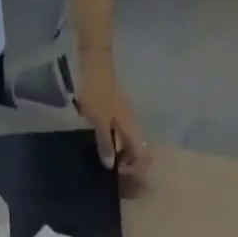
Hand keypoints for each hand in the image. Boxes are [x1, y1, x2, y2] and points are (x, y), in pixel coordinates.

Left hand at [73, 54, 149, 183]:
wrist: (94, 63)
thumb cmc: (96, 92)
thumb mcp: (98, 120)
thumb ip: (105, 143)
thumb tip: (110, 165)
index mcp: (131, 128)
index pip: (143, 155)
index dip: (135, 169)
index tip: (119, 173)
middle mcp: (132, 125)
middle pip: (137, 152)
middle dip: (128, 165)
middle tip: (111, 172)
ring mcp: (125, 118)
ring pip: (128, 144)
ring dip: (120, 156)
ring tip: (105, 163)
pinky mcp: (116, 113)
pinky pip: (120, 136)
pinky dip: (114, 146)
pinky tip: (102, 148)